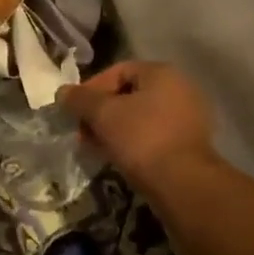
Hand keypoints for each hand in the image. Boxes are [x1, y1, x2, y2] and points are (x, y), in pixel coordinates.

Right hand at [60, 61, 218, 198]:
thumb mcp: (103, 115)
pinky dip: (134, 142)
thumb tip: (63, 92)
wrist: (182, 183)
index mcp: (162, 73)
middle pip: (130, 94)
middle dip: (102, 112)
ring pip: (141, 116)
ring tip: (97, 147)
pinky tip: (119, 158)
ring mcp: (189, 117)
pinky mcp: (190, 143)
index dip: (91, 88)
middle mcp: (180, 88)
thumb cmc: (142, 139)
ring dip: (115, 128)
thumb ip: (80, 99)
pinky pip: (154, 134)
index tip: (75, 111)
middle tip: (83, 132)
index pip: (118, 70)